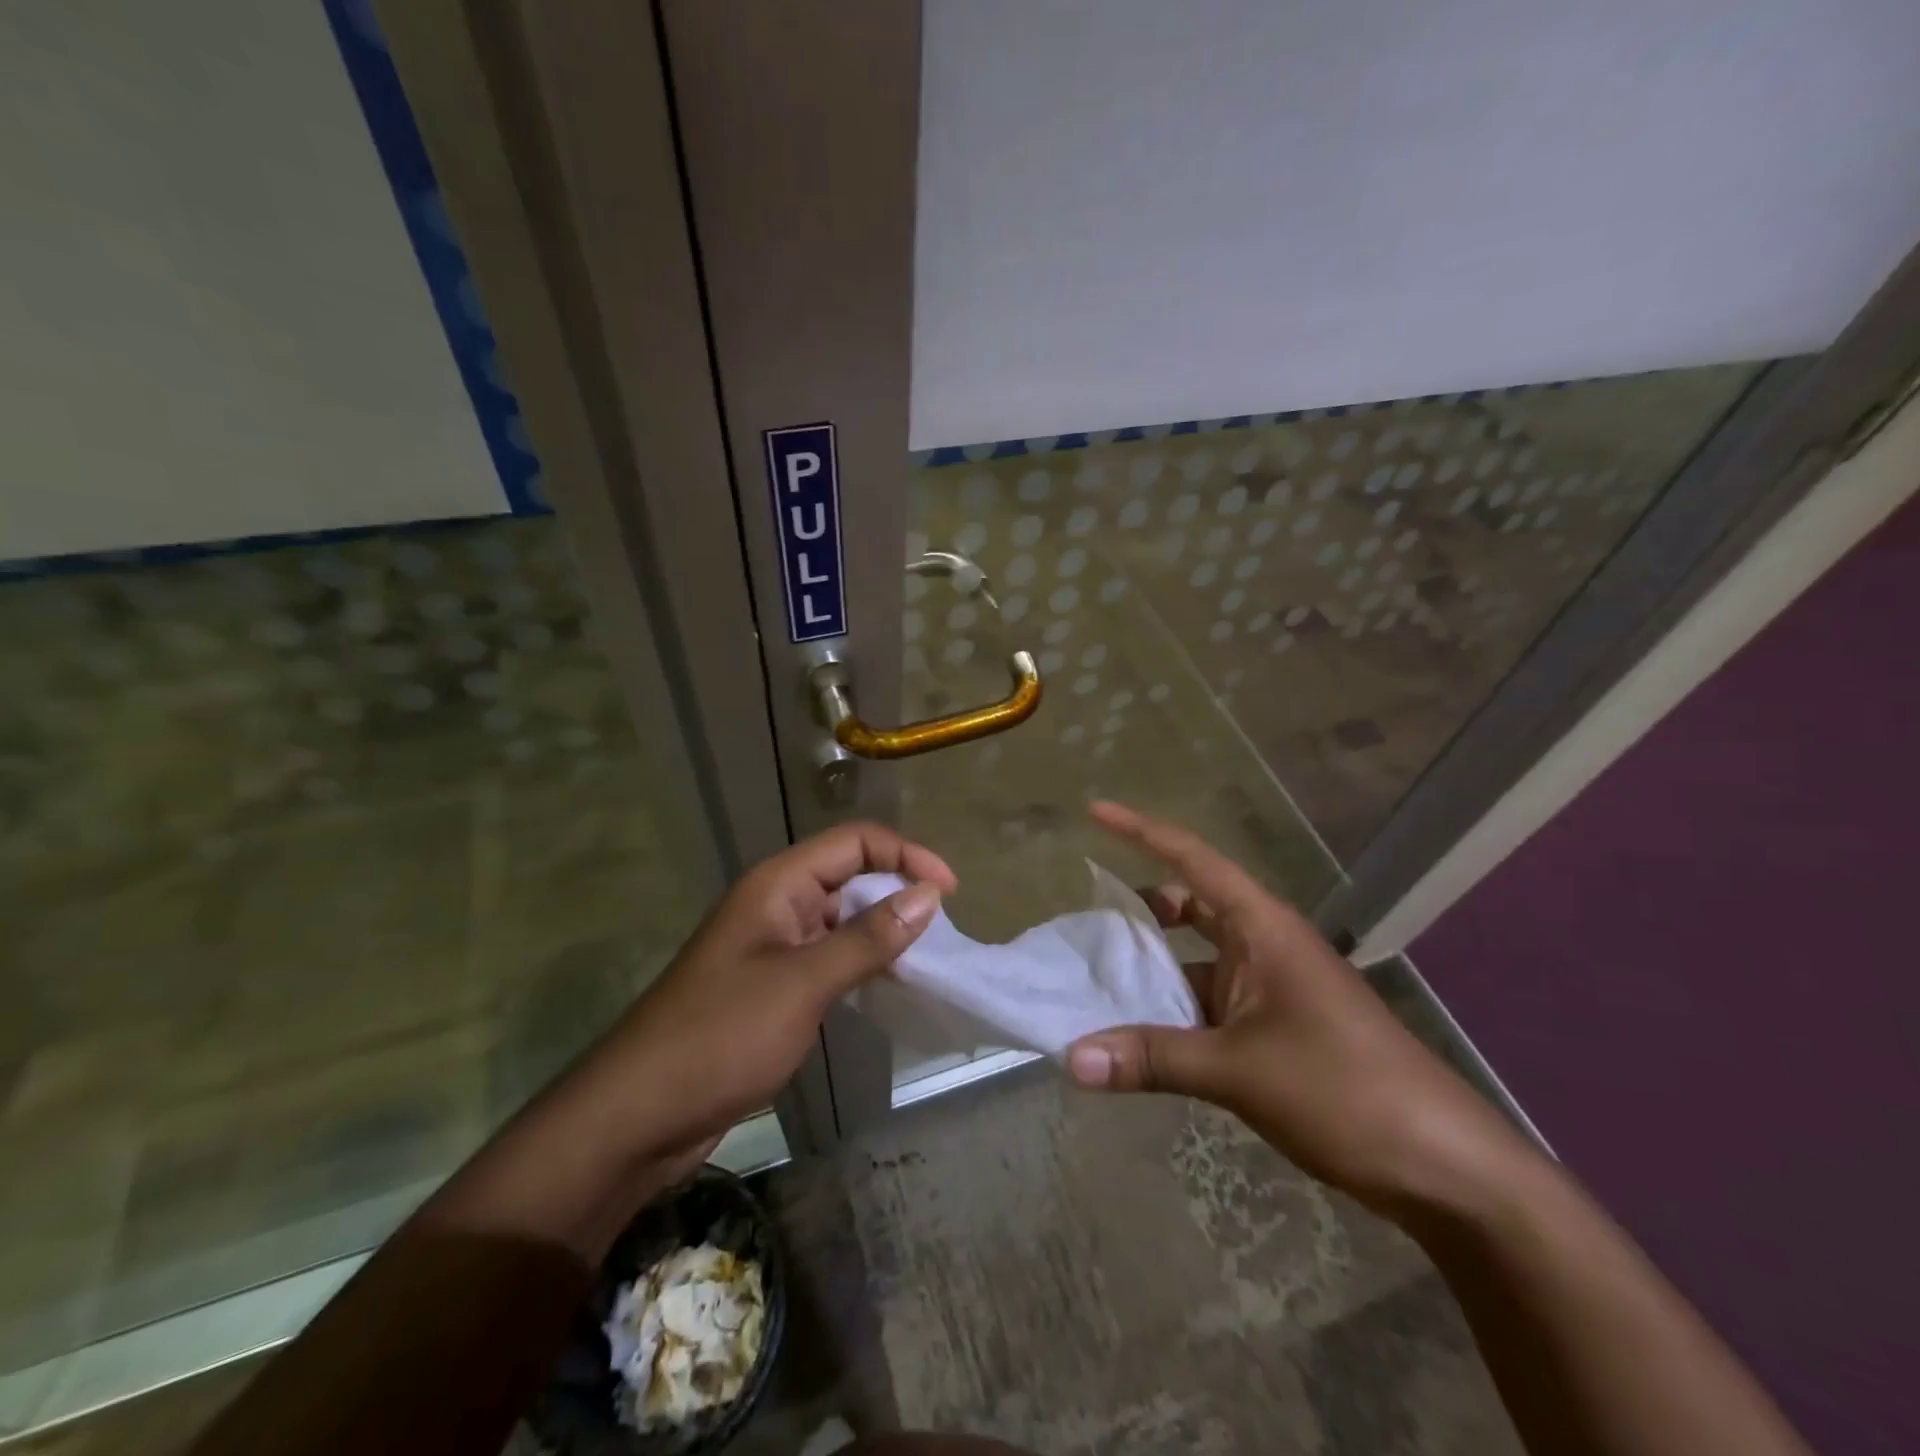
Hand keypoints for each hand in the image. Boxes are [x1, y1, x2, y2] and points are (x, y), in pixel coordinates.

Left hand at [597, 822, 956, 1156]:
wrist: (639, 1114)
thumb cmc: (721, 1036)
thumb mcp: (803, 984)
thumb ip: (868, 938)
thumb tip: (929, 895)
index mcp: (779, 884)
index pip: (855, 842)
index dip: (906, 855)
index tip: (949, 893)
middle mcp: (778, 904)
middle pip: (851, 875)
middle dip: (899, 892)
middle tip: (943, 933)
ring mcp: (774, 946)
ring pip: (843, 919)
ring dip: (884, 931)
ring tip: (928, 960)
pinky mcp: (773, 986)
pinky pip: (829, 957)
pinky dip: (863, 964)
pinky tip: (888, 987)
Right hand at [1066, 802, 1531, 1217]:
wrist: (1444, 1166)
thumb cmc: (1344, 1090)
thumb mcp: (1239, 1071)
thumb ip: (1152, 1058)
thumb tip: (1071, 1059)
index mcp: (1262, 927)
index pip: (1192, 860)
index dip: (1141, 831)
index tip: (1095, 812)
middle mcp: (1264, 945)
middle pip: (1191, 905)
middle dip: (1140, 908)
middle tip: (1086, 922)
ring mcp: (1273, 987)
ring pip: (1197, 959)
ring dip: (1154, 969)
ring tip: (1098, 982)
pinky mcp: (1277, 1027)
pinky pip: (1210, 1002)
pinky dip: (1174, 1011)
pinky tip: (1140, 1037)